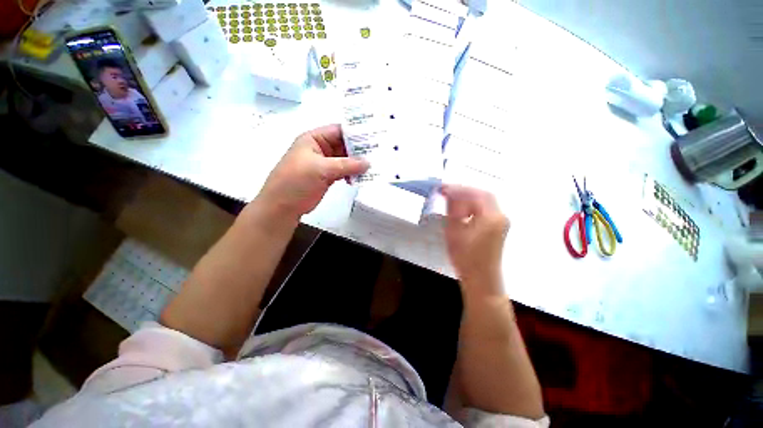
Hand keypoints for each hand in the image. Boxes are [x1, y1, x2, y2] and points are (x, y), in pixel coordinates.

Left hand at [257, 124, 368, 219]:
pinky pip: (344, 171)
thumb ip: (346, 165)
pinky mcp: (328, 176)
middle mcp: (321, 148)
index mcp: (314, 139)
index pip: (339, 130)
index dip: (356, 132)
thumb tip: (368, 162)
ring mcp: (325, 164)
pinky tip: (362, 177)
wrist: (282, 206)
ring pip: (346, 159)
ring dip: (358, 163)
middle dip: (360, 149)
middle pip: (344, 145)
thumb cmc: (296, 181)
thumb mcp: (320, 169)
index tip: (375, 136)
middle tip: (379, 153)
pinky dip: (353, 174)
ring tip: (375, 166)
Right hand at [441, 185, 508, 296]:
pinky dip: (472, 206)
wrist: (481, 279)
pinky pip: (485, 209)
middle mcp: (500, 216)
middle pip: (483, 195)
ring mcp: (501, 222)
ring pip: (484, 201)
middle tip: (447, 192)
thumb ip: (452, 211)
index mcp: (491, 217)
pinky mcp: (498, 227)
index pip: (475, 194)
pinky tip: (461, 210)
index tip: (443, 188)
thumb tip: (448, 194)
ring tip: (451, 200)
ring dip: (468, 198)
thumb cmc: (466, 258)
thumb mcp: (454, 232)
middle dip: (464, 191)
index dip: (458, 189)